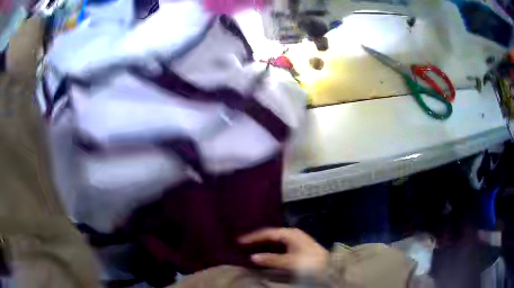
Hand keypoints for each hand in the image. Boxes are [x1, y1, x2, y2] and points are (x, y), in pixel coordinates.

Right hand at [239, 228, 328, 275]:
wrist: (328, 265)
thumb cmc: (309, 262)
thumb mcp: (290, 261)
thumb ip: (271, 259)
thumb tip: (253, 257)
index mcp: (290, 233)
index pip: (267, 232)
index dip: (253, 237)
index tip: (239, 241)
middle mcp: (292, 233)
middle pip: (270, 234)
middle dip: (257, 238)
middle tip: (243, 243)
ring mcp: (295, 239)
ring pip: (275, 239)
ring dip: (263, 243)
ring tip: (251, 247)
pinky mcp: (297, 246)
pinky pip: (279, 244)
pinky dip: (270, 247)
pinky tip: (266, 251)